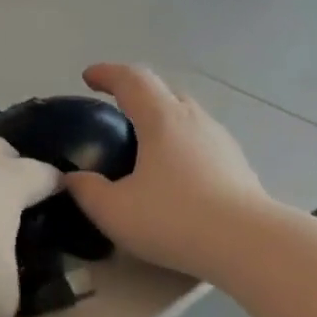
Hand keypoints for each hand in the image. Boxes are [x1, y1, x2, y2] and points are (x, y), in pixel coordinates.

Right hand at [63, 64, 269, 278]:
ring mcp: (221, 141)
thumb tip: (73, 178)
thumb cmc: (173, 220)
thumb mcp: (114, 211)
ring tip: (146, 149)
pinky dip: (182, 148)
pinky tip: (176, 177)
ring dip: (163, 123)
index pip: (131, 80)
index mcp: (161, 119)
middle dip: (138, 96)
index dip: (107, 74)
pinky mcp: (237, 166)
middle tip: (117, 115)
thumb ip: (87, 191)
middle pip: (164, 93)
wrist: (244, 242)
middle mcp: (194, 119)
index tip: (89, 77)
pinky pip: (202, 144)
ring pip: (187, 118)